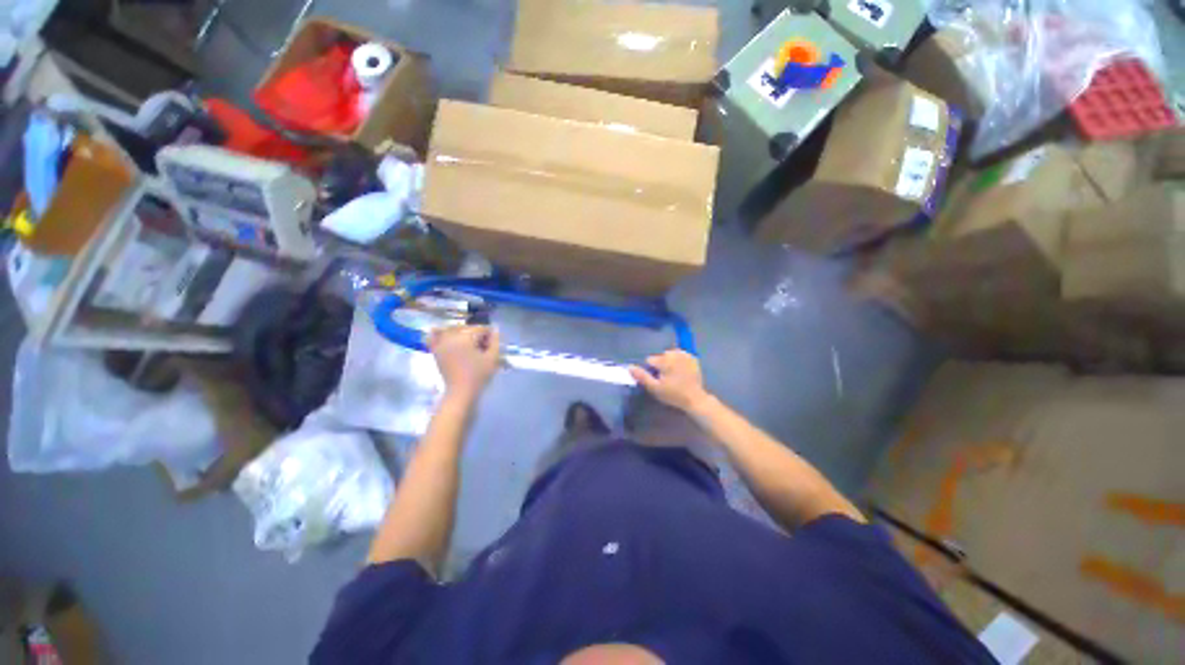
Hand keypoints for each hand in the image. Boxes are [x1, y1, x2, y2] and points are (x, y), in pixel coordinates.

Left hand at [429, 325, 500, 399]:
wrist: (460, 392)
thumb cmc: (479, 375)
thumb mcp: (493, 358)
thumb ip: (495, 341)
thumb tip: (495, 329)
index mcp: (465, 338)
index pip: (480, 328)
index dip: (489, 336)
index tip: (493, 345)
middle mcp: (451, 337)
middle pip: (467, 328)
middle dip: (477, 334)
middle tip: (484, 347)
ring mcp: (441, 343)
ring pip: (453, 329)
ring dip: (463, 333)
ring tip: (470, 345)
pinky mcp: (436, 351)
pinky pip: (434, 336)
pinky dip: (439, 333)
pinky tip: (446, 335)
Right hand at [629, 350, 710, 412]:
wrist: (695, 399)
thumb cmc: (673, 394)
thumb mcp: (655, 388)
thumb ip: (642, 376)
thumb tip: (629, 367)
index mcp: (664, 359)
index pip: (650, 360)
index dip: (651, 371)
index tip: (658, 380)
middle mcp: (674, 353)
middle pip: (660, 357)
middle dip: (661, 365)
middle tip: (666, 379)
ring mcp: (685, 354)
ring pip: (670, 355)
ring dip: (669, 362)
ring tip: (674, 376)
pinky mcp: (692, 358)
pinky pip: (680, 356)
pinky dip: (679, 361)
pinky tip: (681, 371)